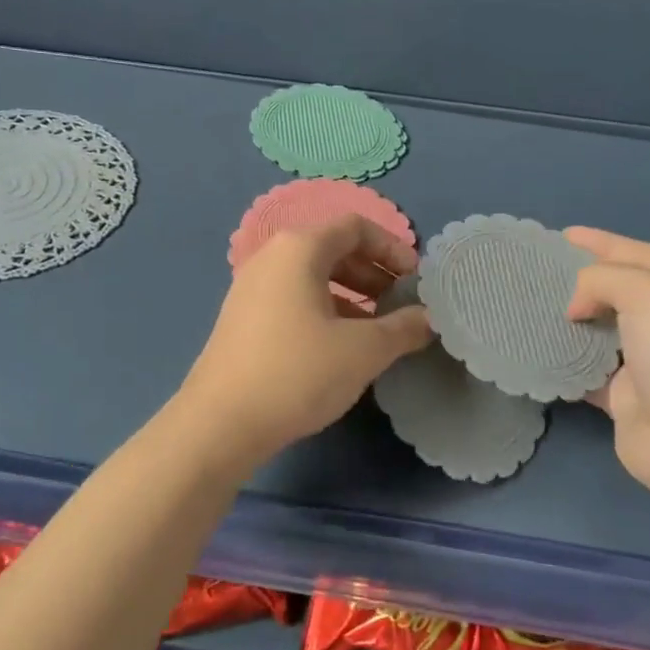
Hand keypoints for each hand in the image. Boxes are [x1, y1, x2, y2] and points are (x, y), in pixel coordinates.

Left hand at [179, 215, 432, 462]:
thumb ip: (403, 328)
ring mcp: (252, 287)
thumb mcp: (363, 350)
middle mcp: (271, 257)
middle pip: (333, 249)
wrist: (221, 422)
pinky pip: (293, 299)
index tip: (416, 280)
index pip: (355, 227)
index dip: (392, 248)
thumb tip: (428, 318)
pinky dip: (325, 310)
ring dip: (352, 295)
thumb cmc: (298, 372)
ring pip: (313, 277)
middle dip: (374, 273)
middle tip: (402, 305)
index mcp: (299, 249)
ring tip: (379, 330)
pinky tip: (341, 347)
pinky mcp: (243, 318)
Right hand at [564, 227, 649, 495]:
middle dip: (585, 278)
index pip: (642, 254)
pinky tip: (540, 350)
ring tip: (535, 304)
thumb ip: (605, 279)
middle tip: (544, 270)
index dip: (603, 242)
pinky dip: (567, 360)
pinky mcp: (629, 399)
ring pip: (604, 330)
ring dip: (573, 319)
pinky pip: (590, 370)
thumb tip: (577, 308)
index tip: (563, 235)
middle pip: (623, 291)